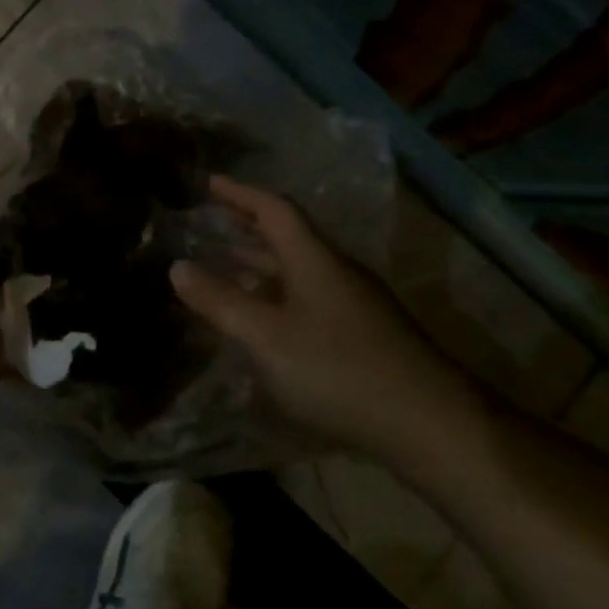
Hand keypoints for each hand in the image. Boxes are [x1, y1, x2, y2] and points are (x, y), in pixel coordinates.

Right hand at [170, 176, 484, 458]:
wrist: (431, 425)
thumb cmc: (338, 369)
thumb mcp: (265, 335)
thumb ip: (219, 301)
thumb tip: (177, 266)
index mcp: (314, 259)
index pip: (274, 209)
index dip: (241, 193)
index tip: (210, 183)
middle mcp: (337, 272)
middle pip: (288, 237)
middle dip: (247, 228)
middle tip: (211, 223)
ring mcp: (355, 305)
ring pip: (299, 271)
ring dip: (261, 265)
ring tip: (225, 268)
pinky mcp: (365, 336)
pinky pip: (309, 300)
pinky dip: (277, 297)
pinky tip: (263, 324)